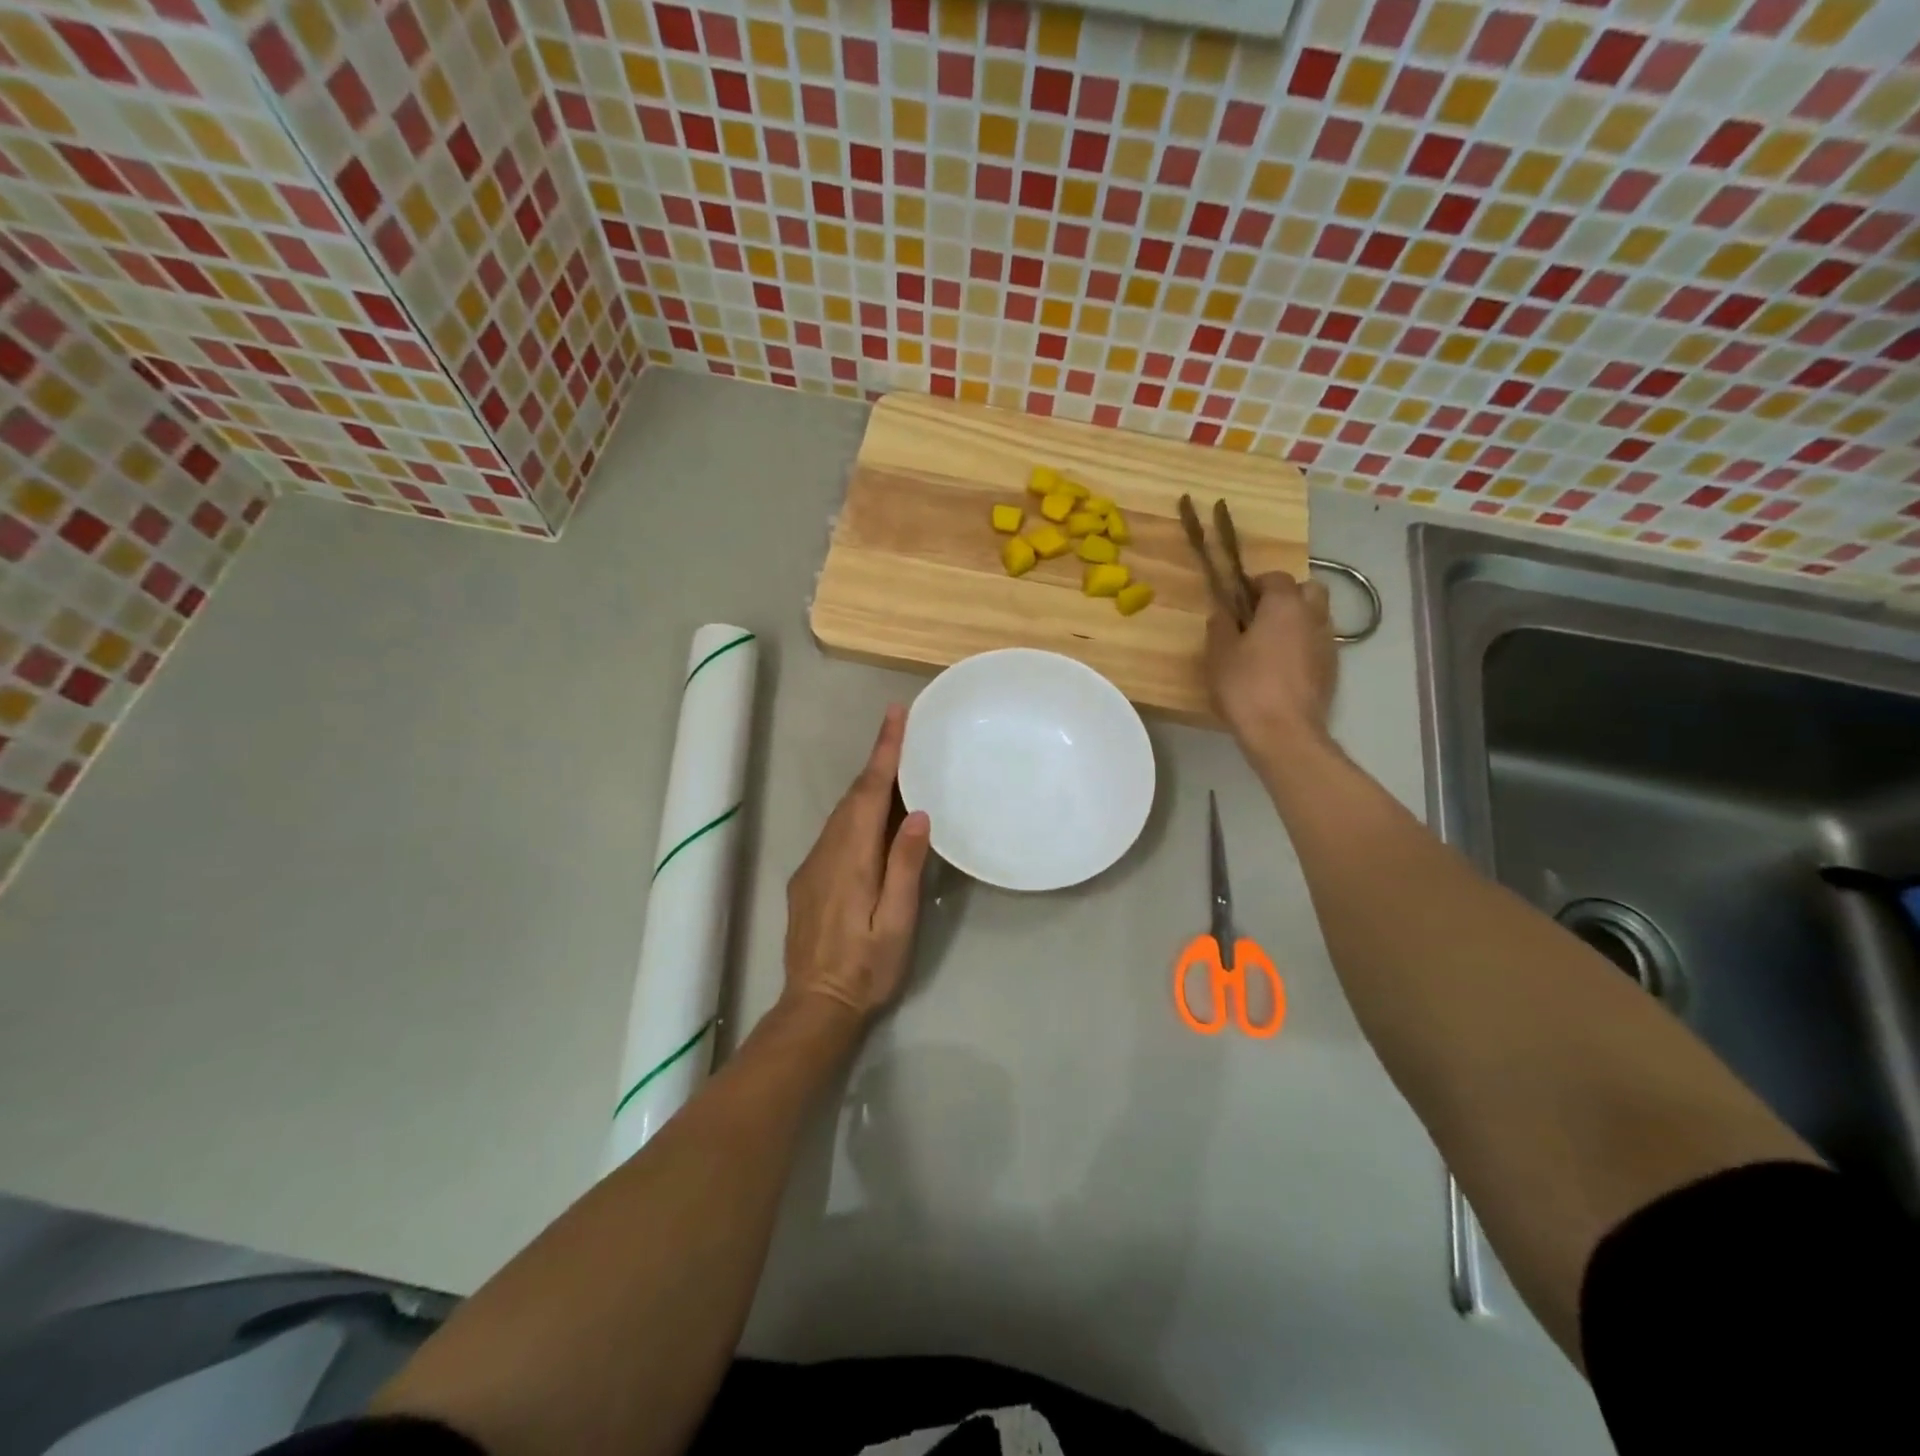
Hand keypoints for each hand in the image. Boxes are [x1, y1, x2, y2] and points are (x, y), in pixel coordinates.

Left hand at [783, 705, 932, 1019]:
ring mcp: (812, 865)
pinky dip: (855, 812)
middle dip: (876, 760)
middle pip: (853, 796)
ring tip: (896, 767)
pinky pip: (834, 832)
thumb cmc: (866, 968)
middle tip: (902, 731)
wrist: (815, 1006)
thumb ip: (904, 866)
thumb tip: (917, 814)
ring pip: (841, 812)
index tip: (895, 716)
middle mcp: (826, 852)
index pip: (869, 793)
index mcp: (851, 859)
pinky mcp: (807, 880)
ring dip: (867, 786)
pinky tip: (873, 818)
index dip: (883, 752)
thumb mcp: (897, 922)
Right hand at [1205, 572, 1337, 765]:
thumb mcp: (1219, 654)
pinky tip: (1283, 668)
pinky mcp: (1333, 669)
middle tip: (1261, 616)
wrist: (1284, 732)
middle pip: (1309, 590)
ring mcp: (1327, 643)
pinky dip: (1304, 646)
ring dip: (1298, 621)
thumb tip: (1223, 611)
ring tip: (1271, 644)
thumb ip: (1220, 626)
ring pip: (1317, 617)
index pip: (1276, 577)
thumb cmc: (1246, 687)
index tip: (1238, 599)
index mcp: (1284, 605)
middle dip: (1288, 595)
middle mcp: (1313, 616)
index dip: (1256, 583)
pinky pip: (1318, 644)